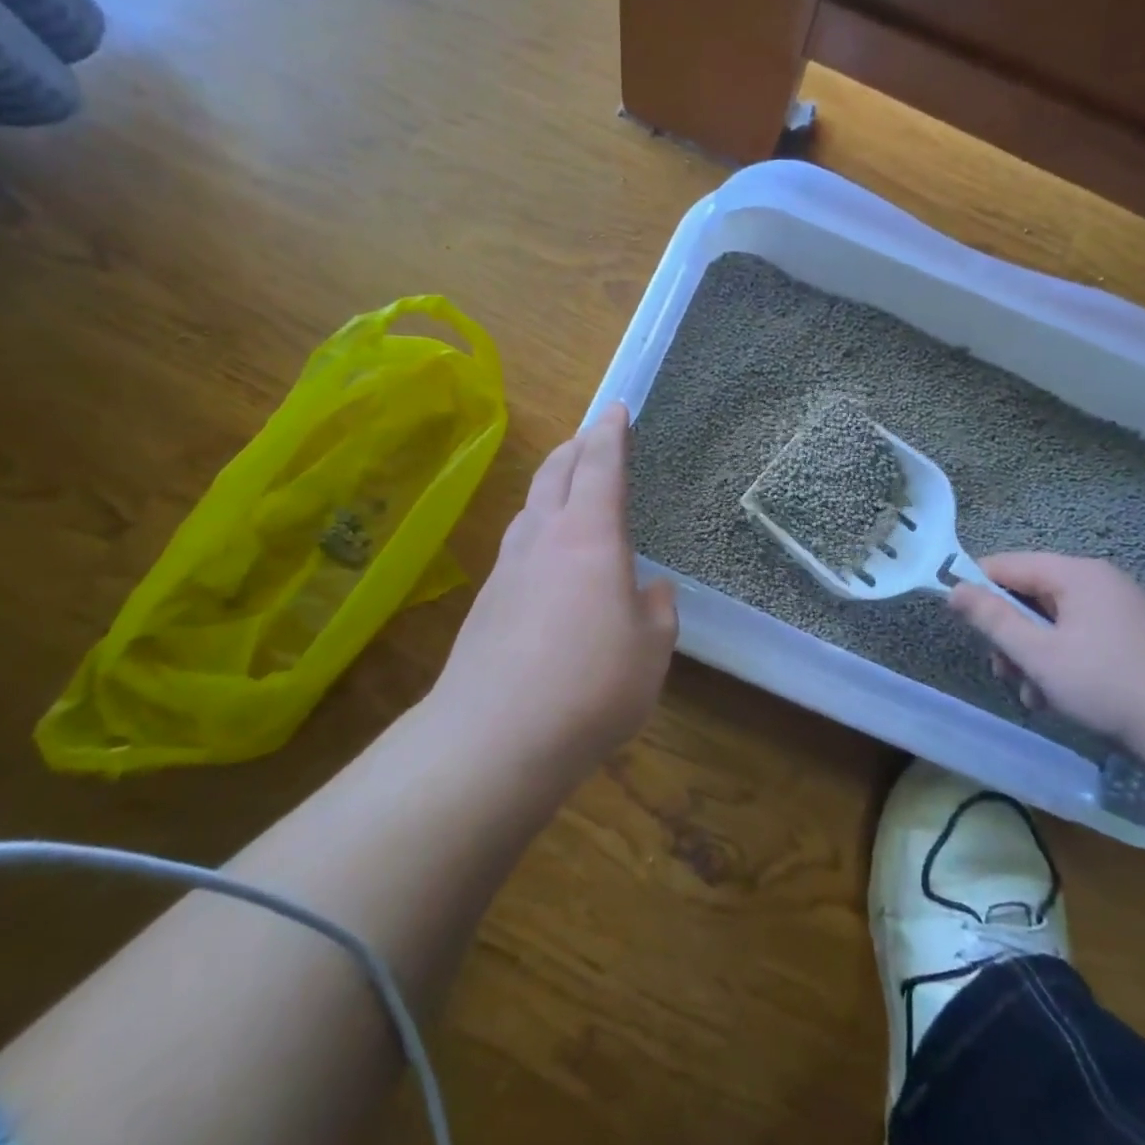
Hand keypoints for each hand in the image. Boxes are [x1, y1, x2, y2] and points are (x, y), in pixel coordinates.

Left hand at [425, 401, 677, 771]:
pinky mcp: (487, 602)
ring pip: (530, 507)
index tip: (615, 409)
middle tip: (592, 438)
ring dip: (551, 486)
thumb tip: (653, 590)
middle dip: (575, 448)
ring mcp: (507, 568)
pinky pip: (517, 545)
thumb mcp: (651, 650)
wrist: (494, 736)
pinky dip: (537, 530)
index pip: (600, 465)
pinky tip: (547, 558)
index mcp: (589, 535)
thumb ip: (657, 612)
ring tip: (567, 488)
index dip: (610, 433)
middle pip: (554, 473)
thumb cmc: (591, 684)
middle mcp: (543, 538)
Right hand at [949, 552, 1144, 753]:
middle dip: (1011, 635)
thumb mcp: (1038, 655)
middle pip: (1030, 595)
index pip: (1006, 565)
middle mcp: (1100, 582)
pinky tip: (1062, 698)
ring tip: (1036, 696)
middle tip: (1005, 673)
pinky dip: (1062, 661)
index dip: (977, 590)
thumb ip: (992, 619)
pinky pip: (1080, 637)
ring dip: (1034, 655)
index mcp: (1077, 574)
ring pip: (1054, 622)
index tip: (963, 625)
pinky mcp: (1134, 638)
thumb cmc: (1109, 688)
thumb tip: (953, 588)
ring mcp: (1121, 610)